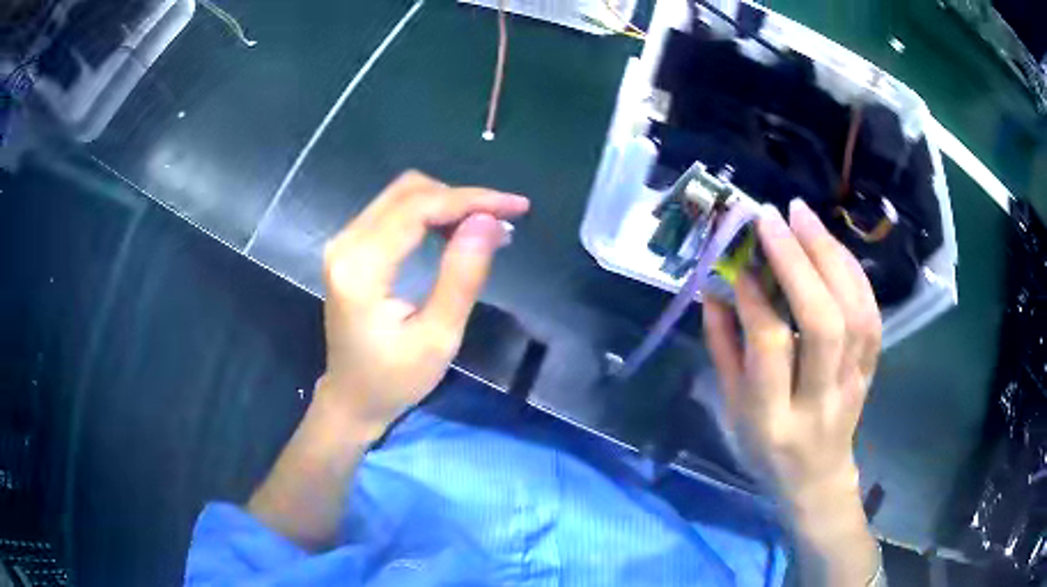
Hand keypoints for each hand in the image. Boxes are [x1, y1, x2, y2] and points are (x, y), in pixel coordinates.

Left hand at [248, 172, 527, 547]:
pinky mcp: (350, 248)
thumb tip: (489, 221)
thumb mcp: (438, 337)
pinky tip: (456, 232)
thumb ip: (462, 276)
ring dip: (447, 203)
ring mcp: (344, 243)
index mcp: (361, 268)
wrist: (352, 397)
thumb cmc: (395, 379)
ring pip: (402, 196)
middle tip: (504, 219)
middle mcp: (345, 244)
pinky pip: (394, 211)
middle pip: (409, 191)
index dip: (471, 200)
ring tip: (486, 229)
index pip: (418, 209)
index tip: (516, 206)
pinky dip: (430, 214)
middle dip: (462, 198)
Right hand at [703, 199, 881, 585]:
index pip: (771, 347)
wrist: (816, 477)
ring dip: (830, 255)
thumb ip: (723, 348)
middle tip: (773, 216)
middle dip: (799, 261)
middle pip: (824, 323)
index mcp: (773, 419)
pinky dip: (854, 272)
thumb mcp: (731, 410)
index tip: (739, 254)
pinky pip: (872, 315)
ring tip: (803, 216)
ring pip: (855, 312)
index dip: (755, 294)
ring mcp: (853, 385)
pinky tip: (833, 245)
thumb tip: (716, 285)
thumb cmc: (764, 449)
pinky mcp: (871, 370)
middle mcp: (820, 401)